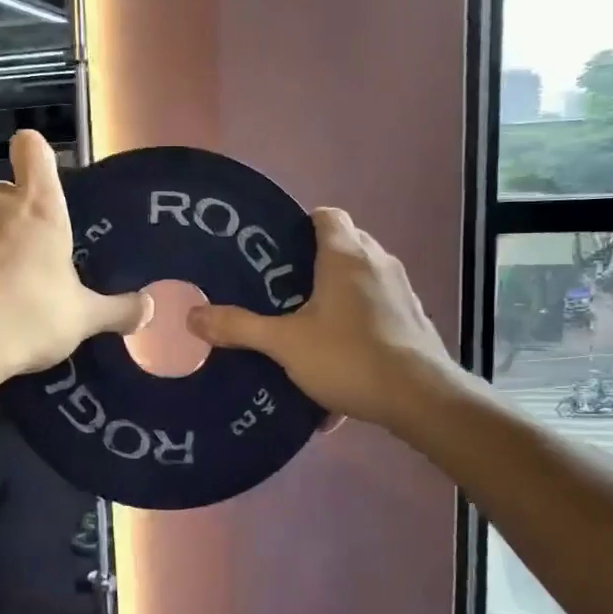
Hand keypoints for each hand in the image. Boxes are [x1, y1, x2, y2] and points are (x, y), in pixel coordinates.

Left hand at [0, 131, 151, 383]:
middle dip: (16, 219)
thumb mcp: (83, 319)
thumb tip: (149, 308)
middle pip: (5, 195)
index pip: (33, 150)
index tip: (41, 176)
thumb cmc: (31, 318)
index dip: (36, 154)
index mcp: (39, 209)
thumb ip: (118, 310)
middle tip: (29, 261)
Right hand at [188, 208, 451, 431]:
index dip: (300, 225)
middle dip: (314, 262)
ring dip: (338, 293)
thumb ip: (239, 327)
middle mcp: (378, 262)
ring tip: (306, 321)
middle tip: (281, 287)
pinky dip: (357, 321)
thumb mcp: (285, 344)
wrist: (420, 398)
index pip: (326, 215)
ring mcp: (400, 291)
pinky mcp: (413, 319)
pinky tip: (337, 356)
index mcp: (346, 255)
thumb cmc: (349, 357)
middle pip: (344, 244)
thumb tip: (192, 316)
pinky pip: (377, 309)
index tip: (275, 250)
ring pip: (362, 278)